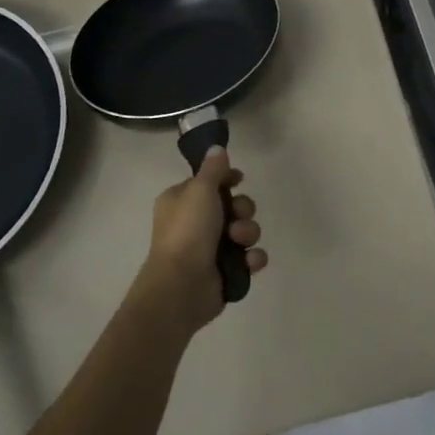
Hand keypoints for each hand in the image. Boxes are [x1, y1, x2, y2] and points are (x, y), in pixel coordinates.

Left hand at [135, 148, 266, 333]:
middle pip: (233, 205)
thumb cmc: (188, 230)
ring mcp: (211, 249)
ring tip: (239, 242)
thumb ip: (213, 169)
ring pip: (245, 231)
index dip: (227, 179)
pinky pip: (249, 258)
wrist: (182, 286)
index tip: (239, 179)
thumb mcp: (199, 190)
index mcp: (182, 201)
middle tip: (236, 215)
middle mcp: (196, 222)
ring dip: (248, 233)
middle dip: (242, 209)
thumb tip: (217, 148)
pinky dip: (252, 259)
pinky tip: (248, 263)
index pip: (210, 182)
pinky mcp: (226, 271)